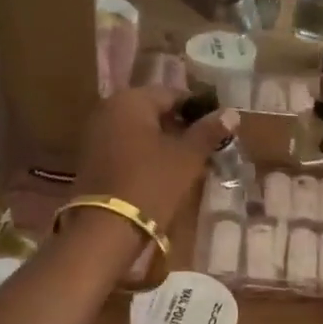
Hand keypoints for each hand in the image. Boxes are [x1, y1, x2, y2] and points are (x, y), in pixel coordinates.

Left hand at [72, 85, 238, 239]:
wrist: (105, 229)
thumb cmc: (151, 183)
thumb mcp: (187, 157)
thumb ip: (208, 131)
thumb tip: (231, 113)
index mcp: (131, 100)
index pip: (173, 94)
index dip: (199, 110)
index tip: (218, 128)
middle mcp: (108, 109)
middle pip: (154, 112)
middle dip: (180, 127)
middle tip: (205, 146)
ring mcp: (95, 134)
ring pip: (140, 131)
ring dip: (164, 142)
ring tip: (188, 162)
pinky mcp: (91, 159)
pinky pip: (126, 147)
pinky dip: (146, 155)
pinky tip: (164, 172)